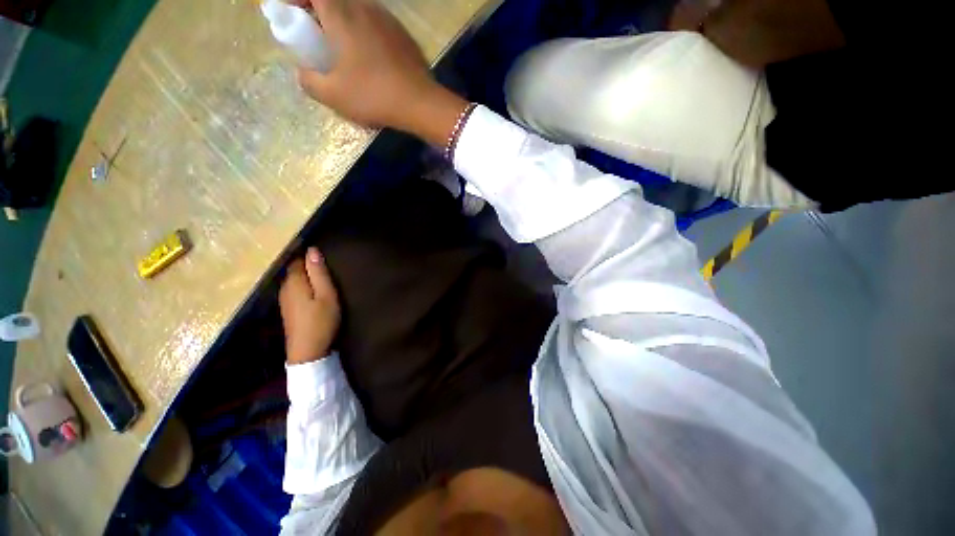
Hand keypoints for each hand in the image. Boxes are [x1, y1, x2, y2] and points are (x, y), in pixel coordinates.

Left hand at [279, 247, 340, 364]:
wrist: (308, 352)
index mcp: (294, 282)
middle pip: (294, 269)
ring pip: (293, 279)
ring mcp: (284, 299)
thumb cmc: (321, 321)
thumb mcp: (327, 295)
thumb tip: (312, 250)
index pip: (297, 259)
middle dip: (306, 263)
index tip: (321, 249)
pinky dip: (303, 284)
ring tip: (321, 272)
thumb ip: (319, 273)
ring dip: (305, 274)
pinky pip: (294, 289)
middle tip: (325, 261)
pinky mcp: (287, 309)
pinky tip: (313, 288)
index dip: (307, 253)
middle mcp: (285, 288)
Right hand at [294, 0, 469, 145]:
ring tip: (344, 46)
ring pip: (357, 8)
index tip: (292, 13)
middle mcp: (365, 8)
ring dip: (344, 19)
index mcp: (342, 15)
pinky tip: (370, 56)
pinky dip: (365, 30)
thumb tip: (303, 73)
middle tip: (317, 33)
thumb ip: (309, 81)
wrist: (421, 104)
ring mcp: (388, 20)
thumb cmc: (374, 96)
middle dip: (320, 9)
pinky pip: (376, 23)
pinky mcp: (403, 35)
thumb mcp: (334, 95)